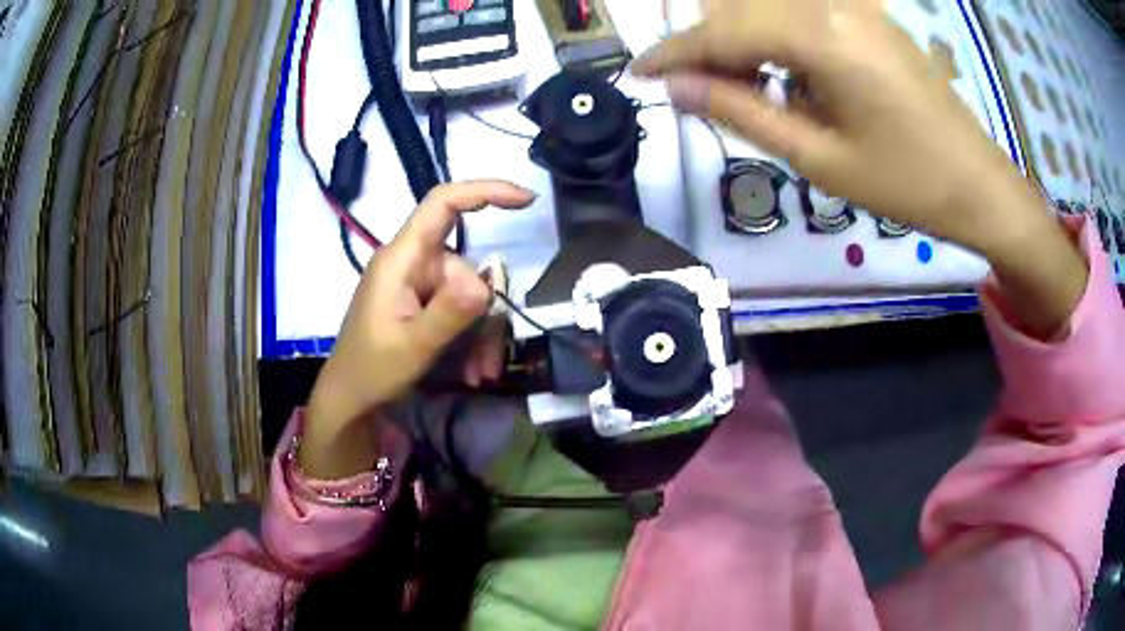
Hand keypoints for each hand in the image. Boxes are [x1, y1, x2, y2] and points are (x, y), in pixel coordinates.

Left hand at [301, 181, 534, 478]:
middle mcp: (412, 262)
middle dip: (485, 313)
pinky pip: (457, 310)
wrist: (350, 398)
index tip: (526, 200)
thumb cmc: (372, 369)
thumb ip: (449, 312)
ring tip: (479, 372)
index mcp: (402, 258)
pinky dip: (470, 338)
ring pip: (468, 294)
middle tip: (489, 360)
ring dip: (480, 335)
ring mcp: (417, 283)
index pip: (442, 203)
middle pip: (467, 267)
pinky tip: (472, 371)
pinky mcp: (420, 302)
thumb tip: (488, 283)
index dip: (485, 191)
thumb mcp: (414, 345)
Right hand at [633, 0, 1086, 336]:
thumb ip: (742, 113)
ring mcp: (853, 3)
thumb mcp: (819, 159)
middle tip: (705, 96)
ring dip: (742, 39)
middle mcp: (830, 2)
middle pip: (739, 7)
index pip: (720, 32)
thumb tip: (678, 89)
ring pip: (767, 4)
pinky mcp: (867, 14)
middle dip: (709, 47)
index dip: (672, 54)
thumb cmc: (907, 184)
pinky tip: (788, 73)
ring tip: (750, 91)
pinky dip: (777, 34)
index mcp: (818, 34)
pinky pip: (800, 9)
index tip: (637, 74)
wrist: (979, 185)